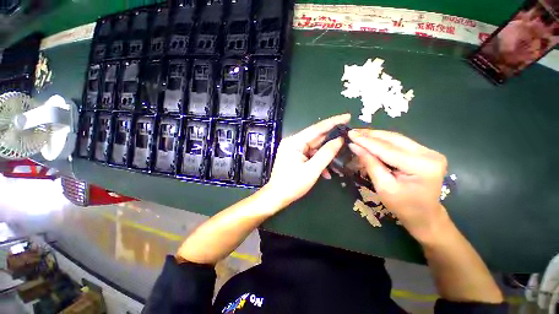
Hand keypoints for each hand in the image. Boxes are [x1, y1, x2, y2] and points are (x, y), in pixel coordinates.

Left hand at [264, 114, 350, 208]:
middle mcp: (293, 142)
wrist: (277, 196)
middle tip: (348, 135)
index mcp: (294, 142)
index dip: (333, 122)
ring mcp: (293, 149)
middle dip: (332, 138)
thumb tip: (340, 139)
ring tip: (340, 156)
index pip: (317, 128)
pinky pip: (309, 154)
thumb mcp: (313, 170)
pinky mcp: (294, 156)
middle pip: (315, 137)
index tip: (347, 116)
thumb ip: (327, 153)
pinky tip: (326, 172)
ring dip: (325, 153)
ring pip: (314, 147)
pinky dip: (318, 160)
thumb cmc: (293, 184)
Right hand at [348, 129, 448, 243]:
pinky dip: (383, 141)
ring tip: (359, 134)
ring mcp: (429, 152)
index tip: (350, 134)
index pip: (387, 149)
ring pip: (396, 138)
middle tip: (353, 132)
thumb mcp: (383, 186)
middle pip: (393, 139)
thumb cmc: (403, 206)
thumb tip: (355, 146)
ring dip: (376, 136)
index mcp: (422, 166)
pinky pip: (399, 143)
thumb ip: (370, 163)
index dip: (366, 141)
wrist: (425, 216)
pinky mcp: (425, 153)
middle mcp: (429, 154)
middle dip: (370, 135)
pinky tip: (371, 139)